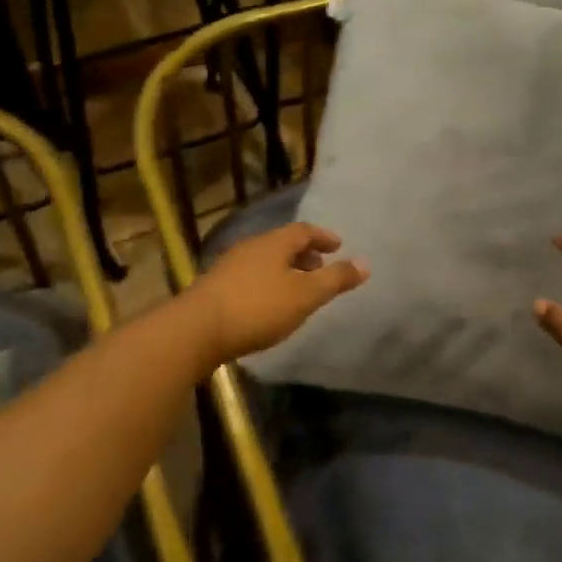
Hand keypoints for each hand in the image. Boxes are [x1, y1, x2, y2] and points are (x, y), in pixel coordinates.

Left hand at [184, 222, 367, 363]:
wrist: (195, 330)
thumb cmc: (257, 308)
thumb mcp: (305, 295)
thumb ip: (335, 280)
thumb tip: (365, 263)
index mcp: (274, 243)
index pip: (304, 230)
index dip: (323, 236)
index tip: (338, 246)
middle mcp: (251, 247)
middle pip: (282, 244)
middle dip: (304, 254)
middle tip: (320, 268)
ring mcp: (229, 266)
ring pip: (265, 261)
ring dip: (285, 270)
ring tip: (298, 289)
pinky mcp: (215, 288)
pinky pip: (250, 277)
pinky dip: (268, 283)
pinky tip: (269, 305)